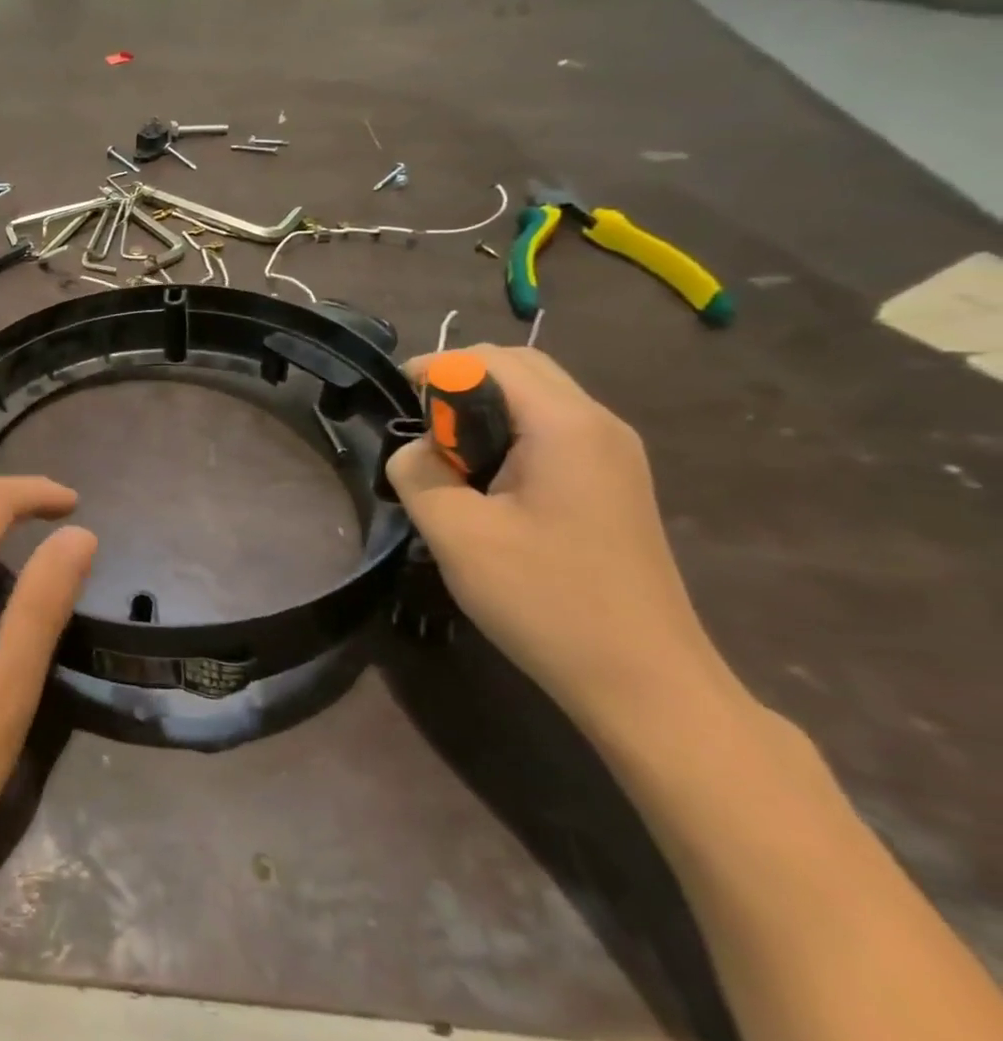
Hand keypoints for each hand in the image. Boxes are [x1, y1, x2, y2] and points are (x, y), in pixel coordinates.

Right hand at [387, 347, 734, 733]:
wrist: (645, 681)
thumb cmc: (546, 600)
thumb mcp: (457, 534)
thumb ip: (417, 474)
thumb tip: (412, 452)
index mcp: (566, 425)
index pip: (491, 359)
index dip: (434, 368)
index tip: (394, 399)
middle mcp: (599, 425)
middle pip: (520, 369)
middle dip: (460, 383)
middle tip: (419, 429)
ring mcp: (615, 456)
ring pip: (538, 400)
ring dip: (484, 411)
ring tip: (447, 460)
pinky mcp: (615, 485)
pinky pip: (554, 434)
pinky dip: (509, 437)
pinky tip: (487, 485)